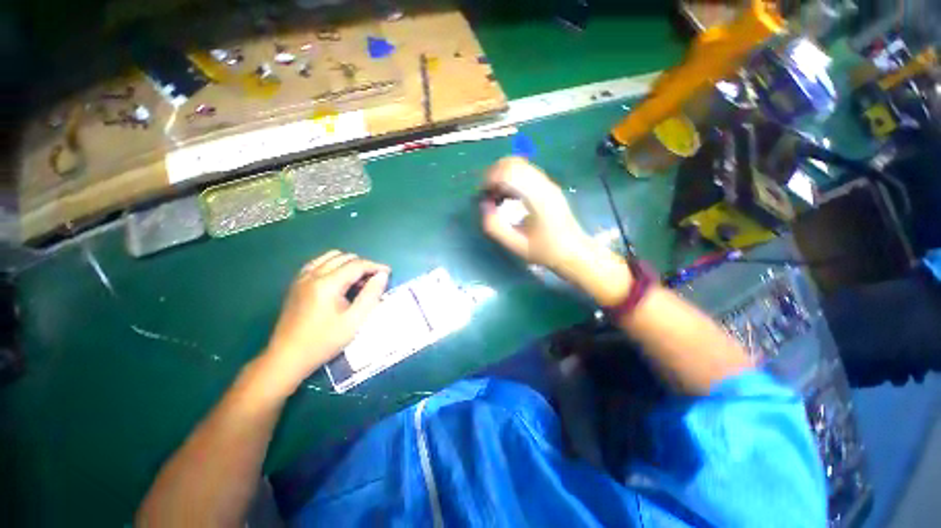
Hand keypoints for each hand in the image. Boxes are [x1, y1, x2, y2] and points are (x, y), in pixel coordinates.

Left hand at [264, 251, 388, 383]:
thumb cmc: (324, 341)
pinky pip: (318, 263)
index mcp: (327, 284)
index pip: (356, 265)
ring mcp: (301, 278)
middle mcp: (312, 275)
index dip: (375, 266)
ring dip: (347, 263)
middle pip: (343, 257)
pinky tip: (339, 279)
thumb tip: (382, 275)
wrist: (287, 357)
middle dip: (362, 264)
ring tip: (358, 280)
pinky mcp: (296, 284)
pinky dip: (333, 265)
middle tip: (373, 280)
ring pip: (329, 257)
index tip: (388, 273)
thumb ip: (371, 295)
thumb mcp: (354, 321)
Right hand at [480, 157, 632, 305]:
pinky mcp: (548, 186)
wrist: (573, 251)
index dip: (490, 178)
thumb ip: (495, 226)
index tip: (482, 194)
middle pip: (513, 163)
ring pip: (519, 164)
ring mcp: (548, 183)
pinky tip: (507, 195)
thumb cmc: (545, 251)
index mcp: (538, 198)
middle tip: (487, 194)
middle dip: (493, 174)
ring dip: (501, 175)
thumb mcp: (516, 245)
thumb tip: (483, 205)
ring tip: (496, 195)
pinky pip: (525, 171)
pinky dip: (511, 177)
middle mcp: (544, 185)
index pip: (510, 173)